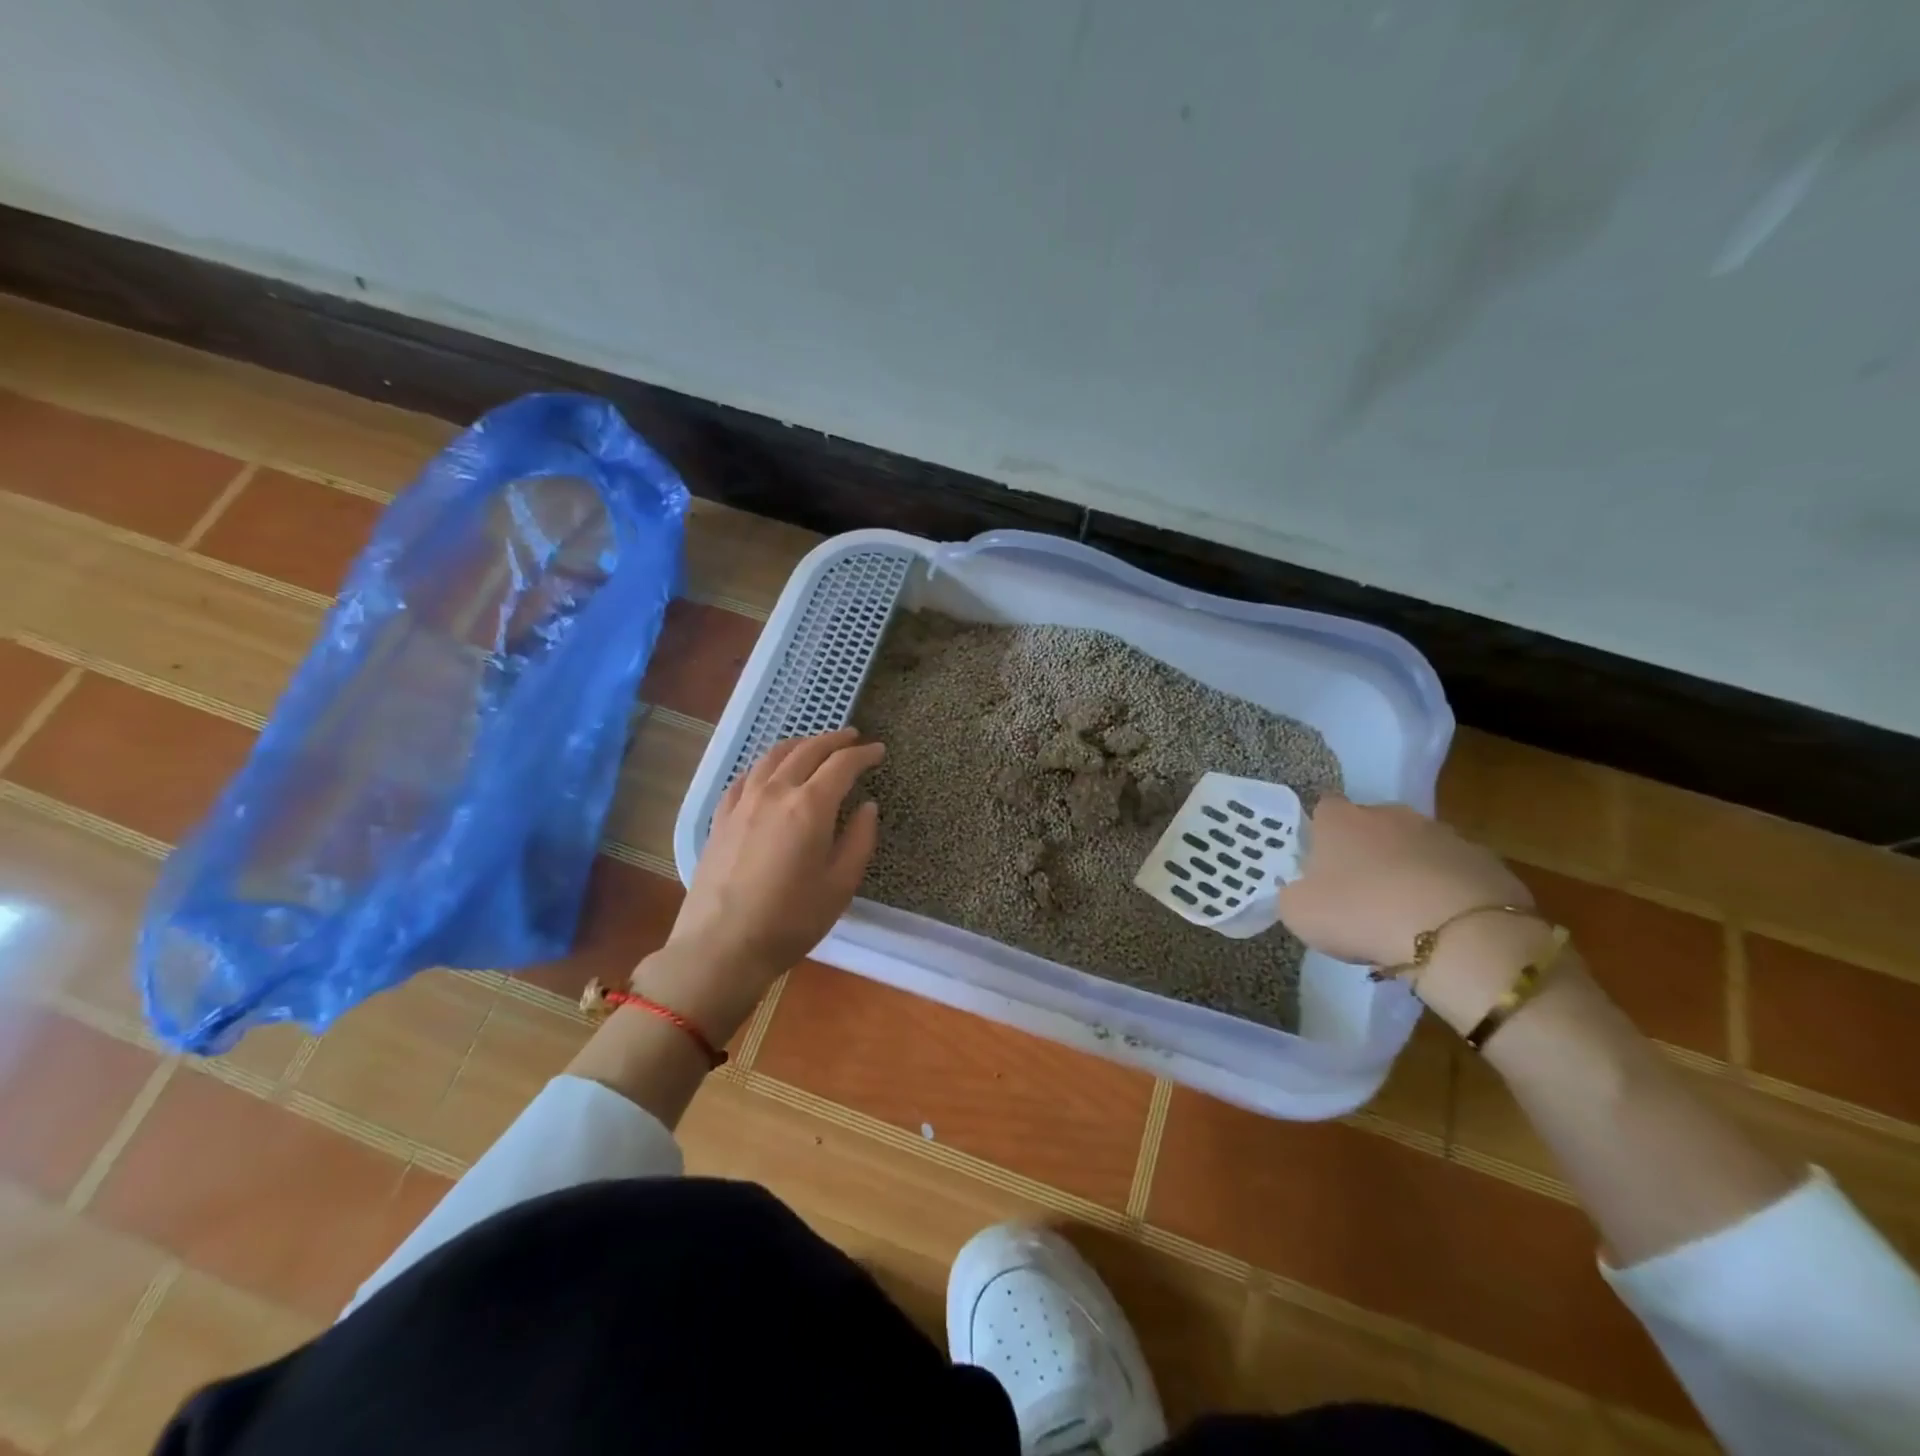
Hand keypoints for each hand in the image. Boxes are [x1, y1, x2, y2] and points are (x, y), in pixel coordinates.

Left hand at [638, 728, 883, 1038]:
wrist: (721, 946)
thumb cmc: (791, 920)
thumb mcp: (840, 885)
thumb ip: (859, 840)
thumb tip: (868, 807)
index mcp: (810, 806)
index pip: (842, 765)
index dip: (863, 754)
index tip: (878, 751)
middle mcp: (775, 792)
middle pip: (807, 750)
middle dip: (834, 740)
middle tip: (852, 737)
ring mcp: (743, 802)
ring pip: (773, 756)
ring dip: (800, 745)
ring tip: (814, 746)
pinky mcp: (721, 817)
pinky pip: (746, 776)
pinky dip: (766, 765)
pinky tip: (769, 772)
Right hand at [1277, 796, 1548, 1032]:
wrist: (1457, 935)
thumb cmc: (1361, 914)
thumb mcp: (1300, 913)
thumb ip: (1294, 893)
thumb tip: (1303, 889)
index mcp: (1340, 819)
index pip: (1323, 809)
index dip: (1321, 835)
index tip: (1322, 866)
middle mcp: (1389, 813)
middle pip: (1372, 825)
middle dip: (1368, 851)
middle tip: (1363, 893)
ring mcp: (1441, 833)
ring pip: (1415, 847)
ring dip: (1409, 870)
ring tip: (1407, 915)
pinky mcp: (1485, 859)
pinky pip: (1454, 872)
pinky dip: (1447, 890)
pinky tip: (1444, 924)